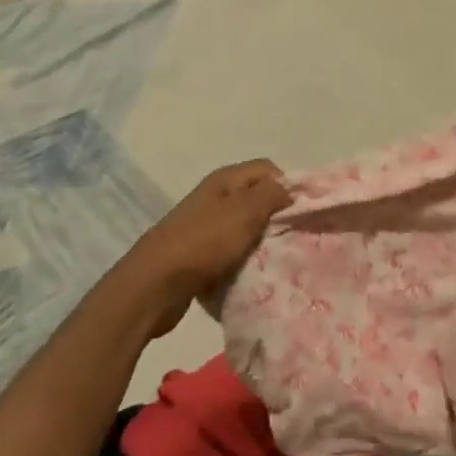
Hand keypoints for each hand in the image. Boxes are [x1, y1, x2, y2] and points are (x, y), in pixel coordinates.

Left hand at [116, 160, 290, 337]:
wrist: (154, 286)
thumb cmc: (204, 242)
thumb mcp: (246, 212)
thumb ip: (272, 195)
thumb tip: (288, 191)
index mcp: (225, 180)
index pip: (269, 170)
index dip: (288, 187)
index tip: (302, 214)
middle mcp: (214, 197)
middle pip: (257, 200)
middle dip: (276, 218)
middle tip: (294, 239)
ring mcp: (203, 226)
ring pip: (244, 229)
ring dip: (259, 243)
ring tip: (274, 260)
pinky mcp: (197, 255)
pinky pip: (229, 253)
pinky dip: (241, 262)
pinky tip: (249, 276)